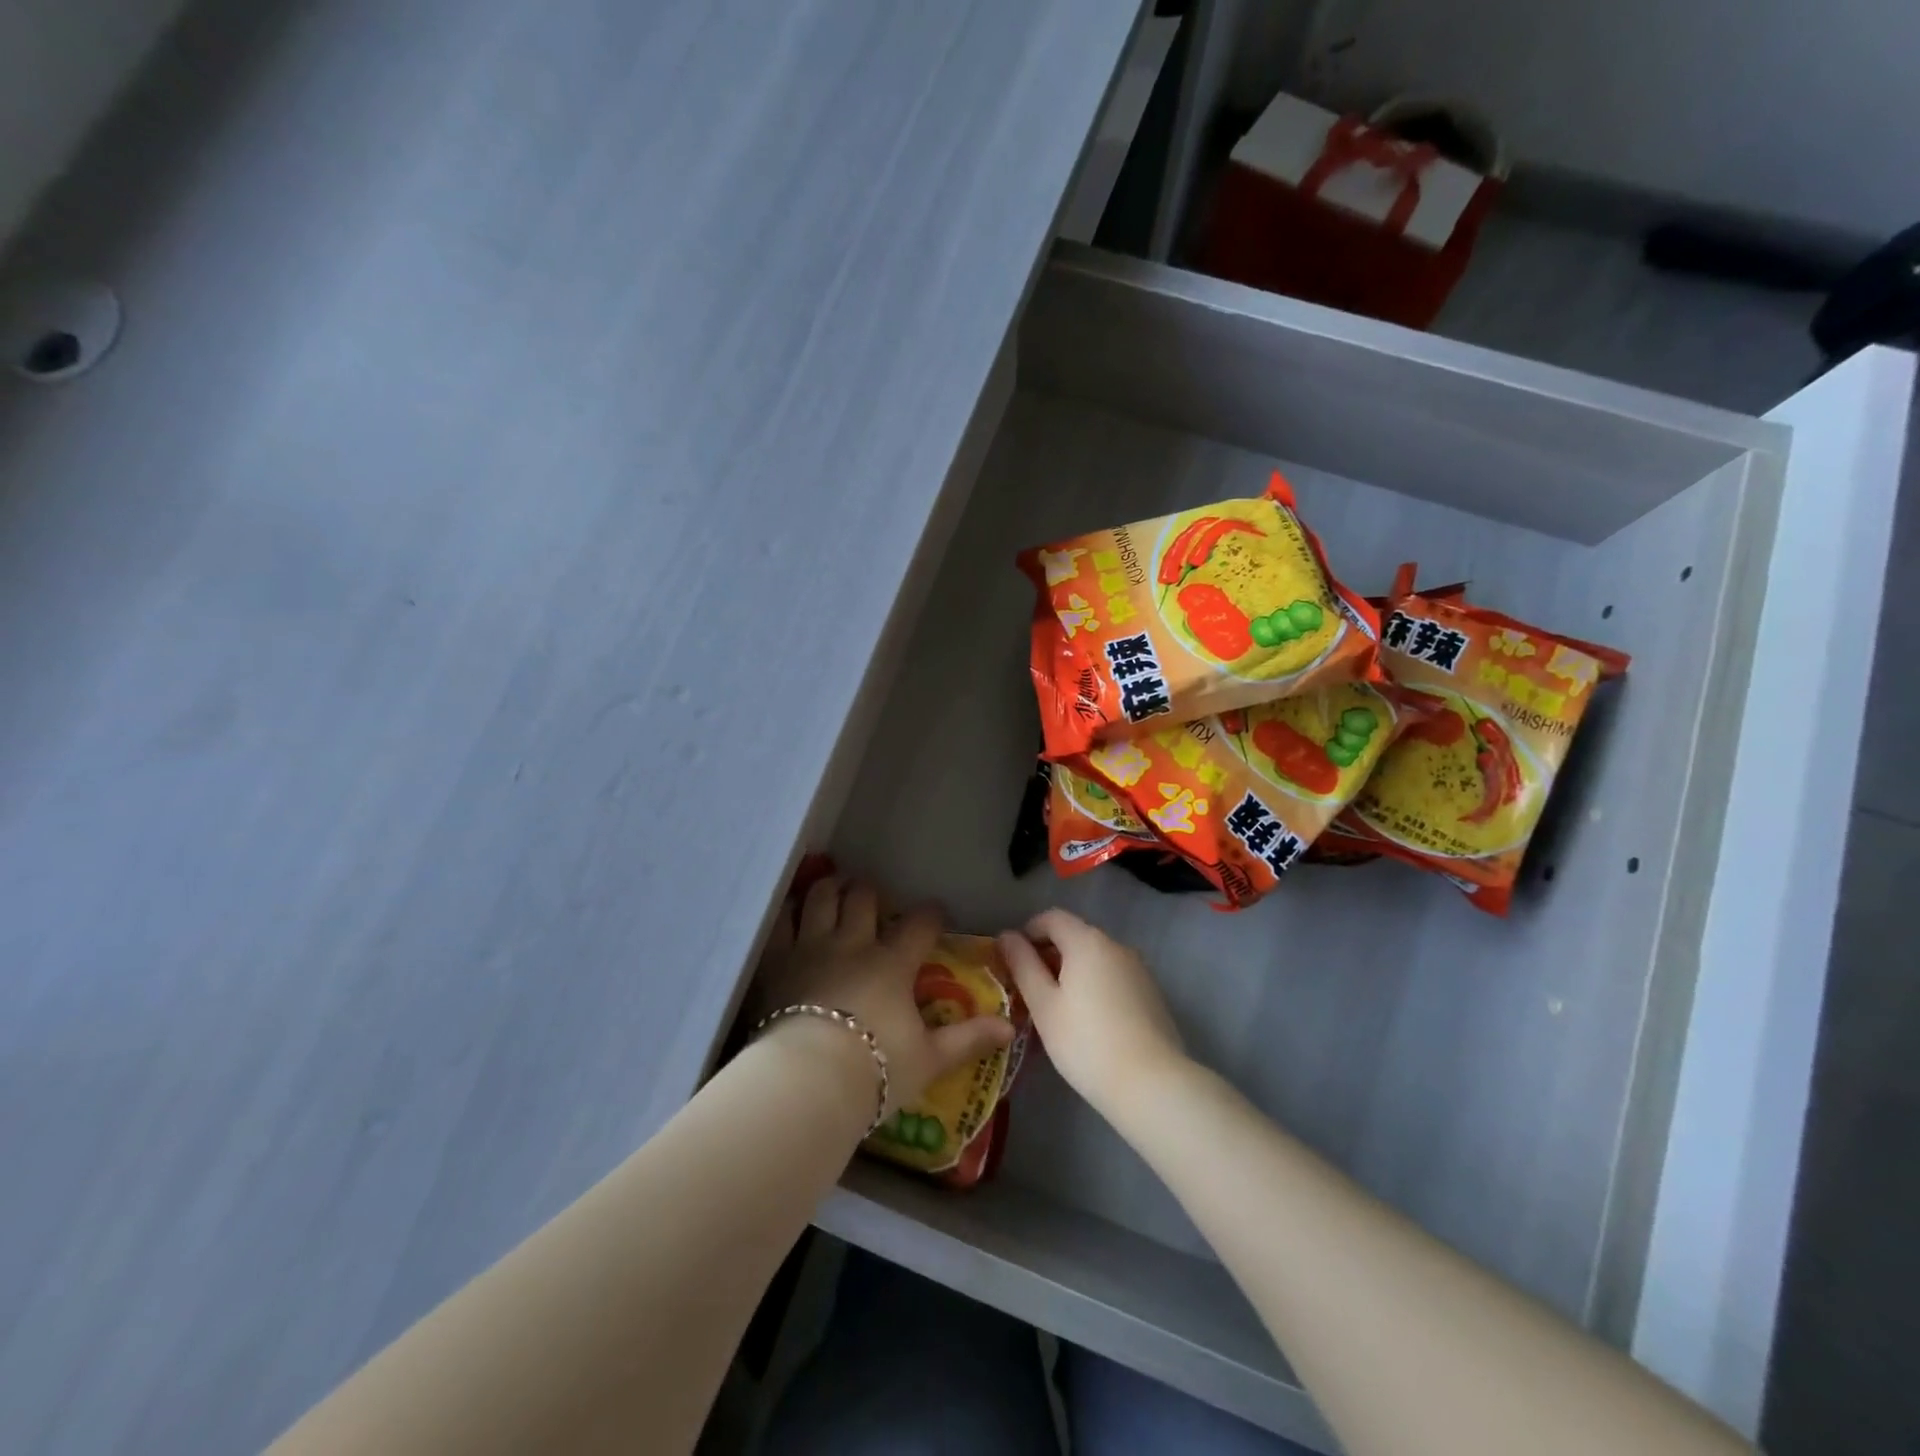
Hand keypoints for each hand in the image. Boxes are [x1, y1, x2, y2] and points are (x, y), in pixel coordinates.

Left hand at [754, 874, 1012, 1118]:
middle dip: (871, 892)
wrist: (809, 1082)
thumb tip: (1011, 1026)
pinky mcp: (778, 960)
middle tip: (873, 899)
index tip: (936, 915)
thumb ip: (969, 1038)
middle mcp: (853, 944)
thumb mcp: (930, 1059)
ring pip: (822, 897)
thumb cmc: (875, 1071)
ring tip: (834, 890)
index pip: (920, 924)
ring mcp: (812, 947)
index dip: (931, 914)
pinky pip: (781, 922)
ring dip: (830, 889)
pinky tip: (792, 913)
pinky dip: (788, 912)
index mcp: (893, 964)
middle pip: (864, 898)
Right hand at [998, 908, 1186, 1119]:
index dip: (1028, 932)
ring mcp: (1138, 969)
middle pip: (1075, 935)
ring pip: (1095, 958)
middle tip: (1029, 989)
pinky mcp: (1151, 993)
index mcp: (1087, 941)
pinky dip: (1094, 985)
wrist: (1152, 1084)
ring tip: (1056, 1008)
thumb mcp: (1044, 1005)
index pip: (1052, 918)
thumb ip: (1023, 965)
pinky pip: (1113, 976)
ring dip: (1072, 971)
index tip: (1013, 960)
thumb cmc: (1086, 1042)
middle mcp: (1116, 945)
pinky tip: (1088, 1020)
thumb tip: (1007, 936)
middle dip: (1049, 954)